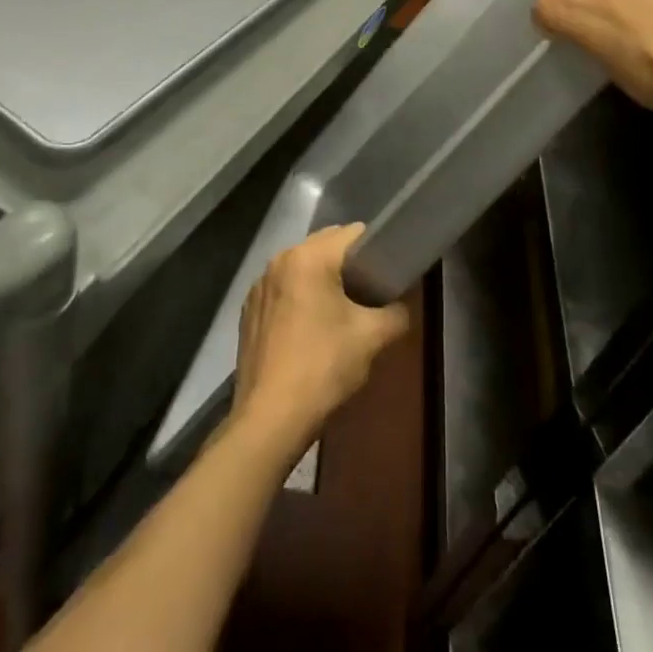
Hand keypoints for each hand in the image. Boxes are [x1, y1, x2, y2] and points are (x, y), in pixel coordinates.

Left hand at [232, 224, 410, 456]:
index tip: (388, 272)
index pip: (352, 233)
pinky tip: (309, 330)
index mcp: (309, 257)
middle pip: (325, 246)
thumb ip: (396, 313)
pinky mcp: (249, 310)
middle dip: (349, 264)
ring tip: (340, 313)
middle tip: (369, 294)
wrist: (270, 419)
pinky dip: (299, 298)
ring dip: (322, 280)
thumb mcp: (371, 338)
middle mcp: (279, 260)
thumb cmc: (323, 368)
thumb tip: (403, 306)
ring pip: (302, 267)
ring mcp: (260, 285)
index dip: (376, 248)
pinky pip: (283, 289)